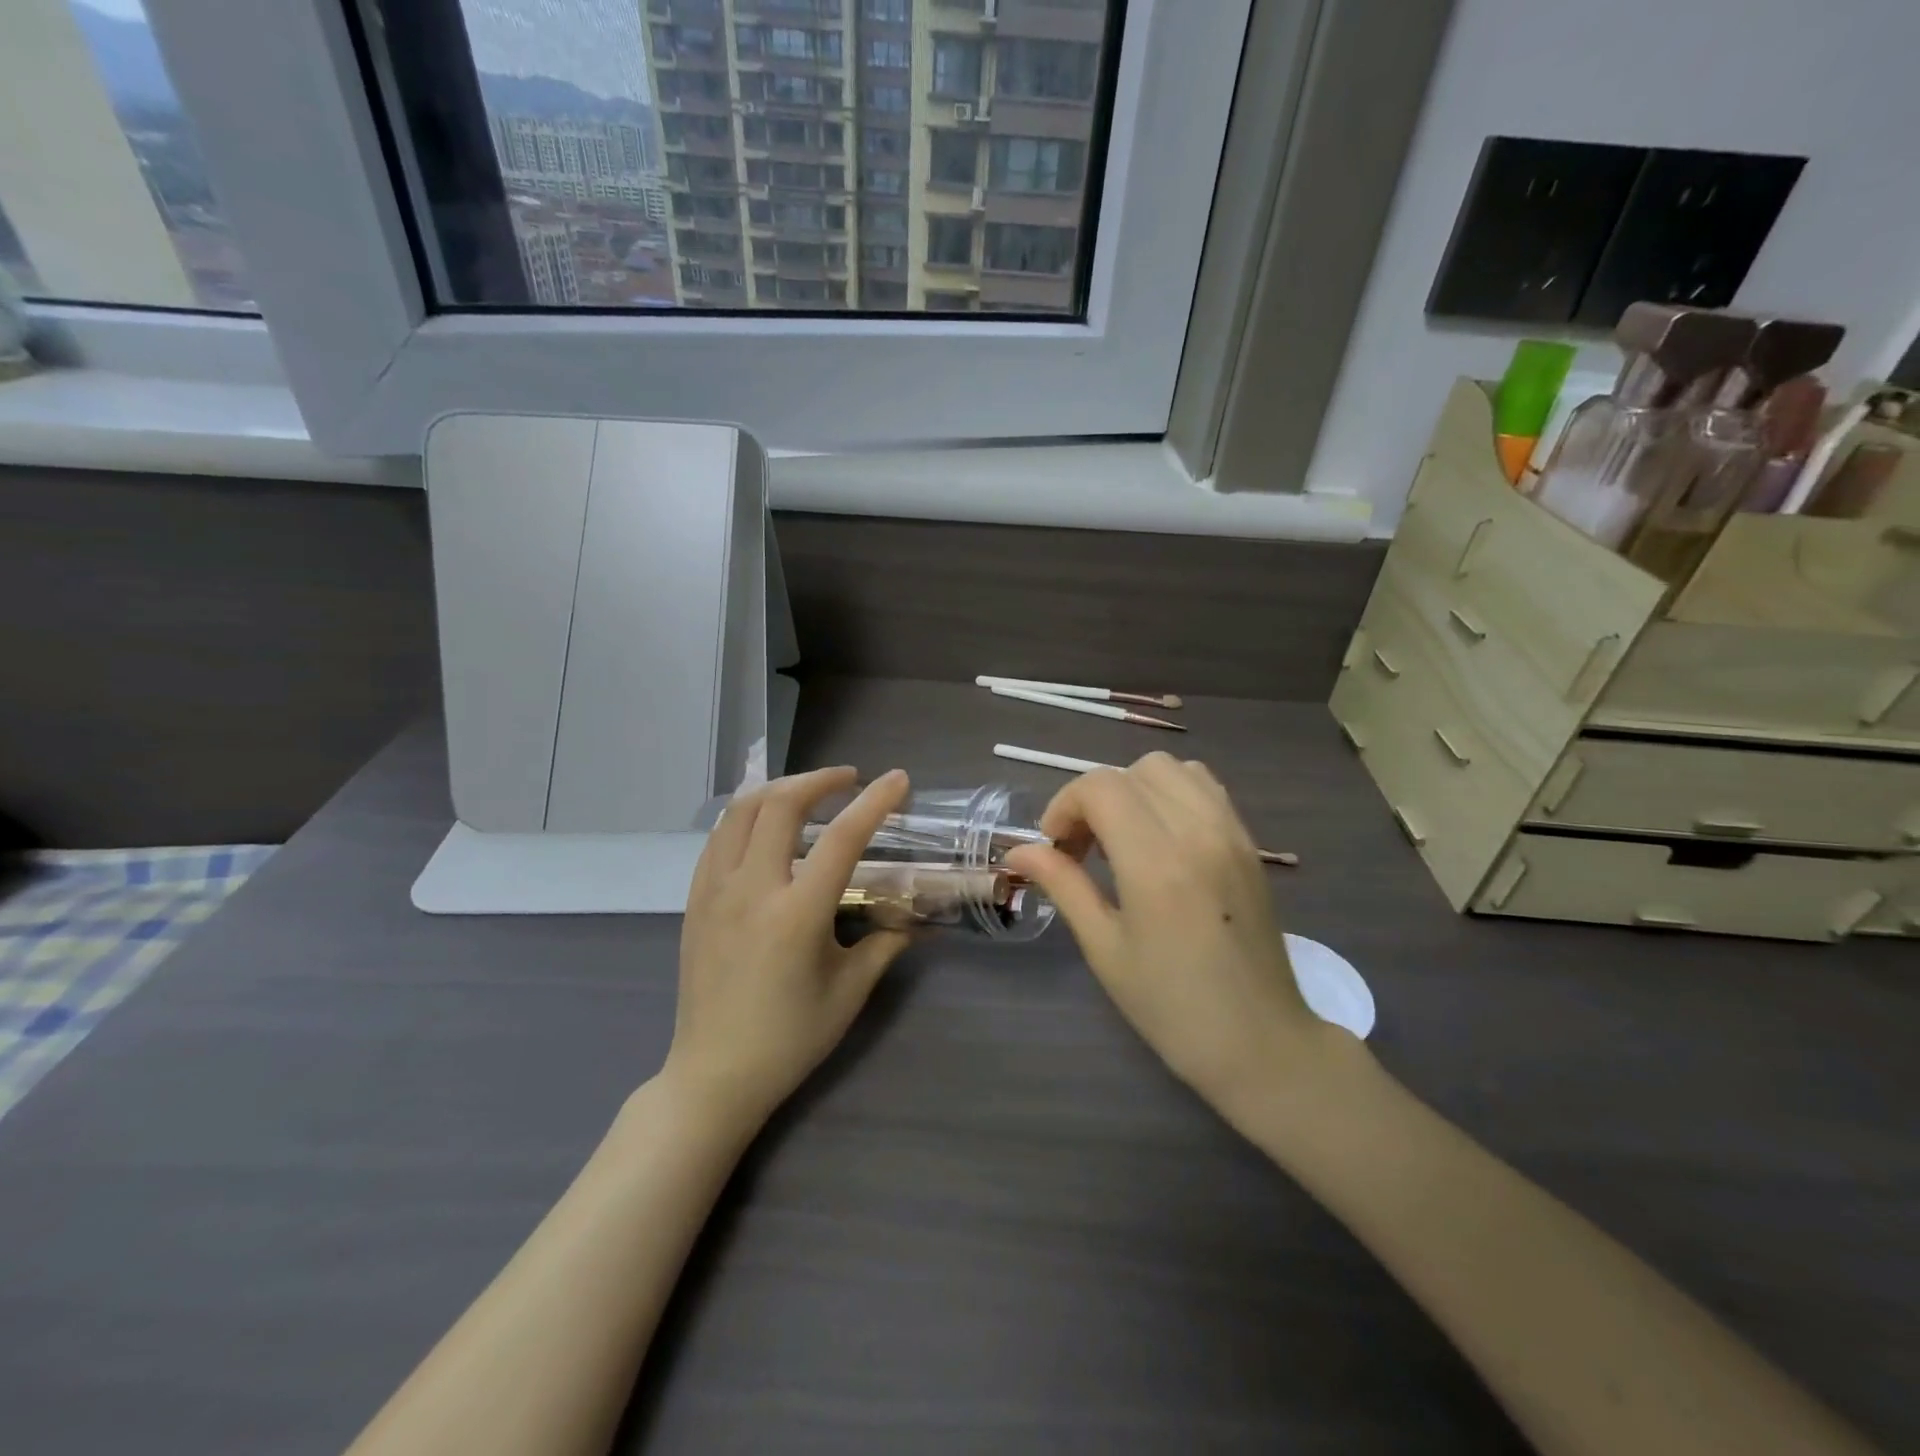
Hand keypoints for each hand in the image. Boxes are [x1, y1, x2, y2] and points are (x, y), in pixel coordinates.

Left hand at [666, 767, 913, 1129]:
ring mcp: (715, 892)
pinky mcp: (695, 900)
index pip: (842, 838)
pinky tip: (765, 827)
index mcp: (797, 914)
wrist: (715, 1075)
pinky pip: (718, 838)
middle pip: (780, 804)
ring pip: (740, 811)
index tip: (898, 780)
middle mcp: (752, 890)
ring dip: (778, 790)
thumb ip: (885, 944)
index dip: (875, 802)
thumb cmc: (790, 1039)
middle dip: (819, 780)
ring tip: (807, 793)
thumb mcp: (849, 992)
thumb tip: (915, 918)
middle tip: (848, 780)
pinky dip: (746, 817)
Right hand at [1005, 753, 1333, 1120]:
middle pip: (1132, 771)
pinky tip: (1160, 840)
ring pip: (1171, 768)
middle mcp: (1197, 832)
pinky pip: (1204, 787)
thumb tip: (1019, 852)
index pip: (1101, 787)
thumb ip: (1063, 886)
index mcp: (1156, 863)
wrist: (1261, 1043)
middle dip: (1094, 798)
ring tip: (1122, 838)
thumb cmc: (1172, 1007)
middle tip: (1084, 849)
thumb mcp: (1105, 949)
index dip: (1065, 806)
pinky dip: (1170, 794)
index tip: (1056, 847)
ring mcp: (1231, 832)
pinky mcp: (1249, 843)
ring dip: (1134, 789)